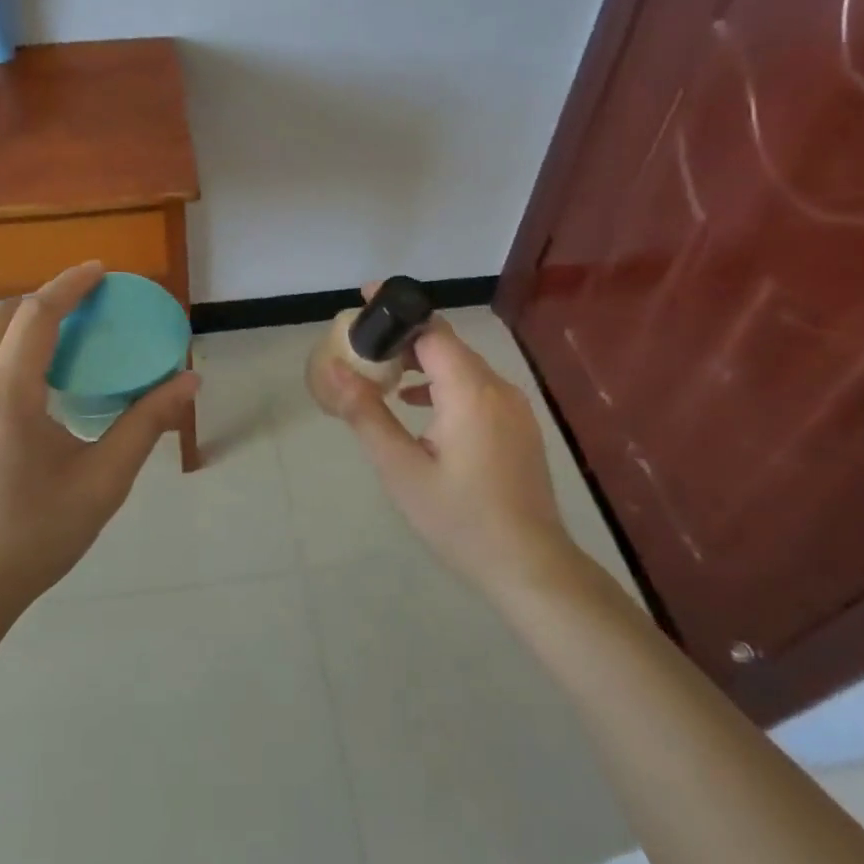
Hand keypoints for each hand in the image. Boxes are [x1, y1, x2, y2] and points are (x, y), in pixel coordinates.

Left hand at [0, 262, 200, 618]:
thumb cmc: (36, 537)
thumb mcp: (102, 483)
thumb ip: (146, 424)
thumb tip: (189, 380)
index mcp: (6, 399)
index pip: (36, 315)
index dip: (69, 285)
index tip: (99, 271)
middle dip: (40, 300)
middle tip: (80, 309)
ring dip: (10, 323)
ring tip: (48, 338)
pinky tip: (14, 381)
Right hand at [316, 298, 581, 605]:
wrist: (528, 565)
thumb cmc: (458, 518)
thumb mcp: (400, 469)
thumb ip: (366, 413)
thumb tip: (334, 368)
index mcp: (469, 391)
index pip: (431, 328)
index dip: (397, 308)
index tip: (364, 298)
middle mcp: (497, 387)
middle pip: (447, 344)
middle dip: (404, 337)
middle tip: (363, 345)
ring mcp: (514, 406)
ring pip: (463, 367)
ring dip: (424, 363)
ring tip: (384, 375)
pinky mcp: (518, 425)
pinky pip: (477, 388)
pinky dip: (445, 385)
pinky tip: (420, 407)